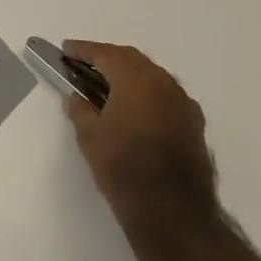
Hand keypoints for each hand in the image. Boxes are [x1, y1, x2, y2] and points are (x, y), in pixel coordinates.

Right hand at [61, 41, 217, 232]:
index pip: (106, 54)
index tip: (66, 49)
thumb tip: (76, 97)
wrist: (172, 211)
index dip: (83, 50)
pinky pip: (165, 95)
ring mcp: (183, 103)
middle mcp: (163, 83)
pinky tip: (134, 108)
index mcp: (136, 80)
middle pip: (132, 59)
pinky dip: (146, 93)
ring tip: (106, 84)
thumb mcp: (89, 136)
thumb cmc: (123, 167)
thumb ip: (80, 109)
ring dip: (129, 75)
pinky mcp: (194, 123)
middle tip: (84, 64)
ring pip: (152, 76)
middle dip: (107, 58)